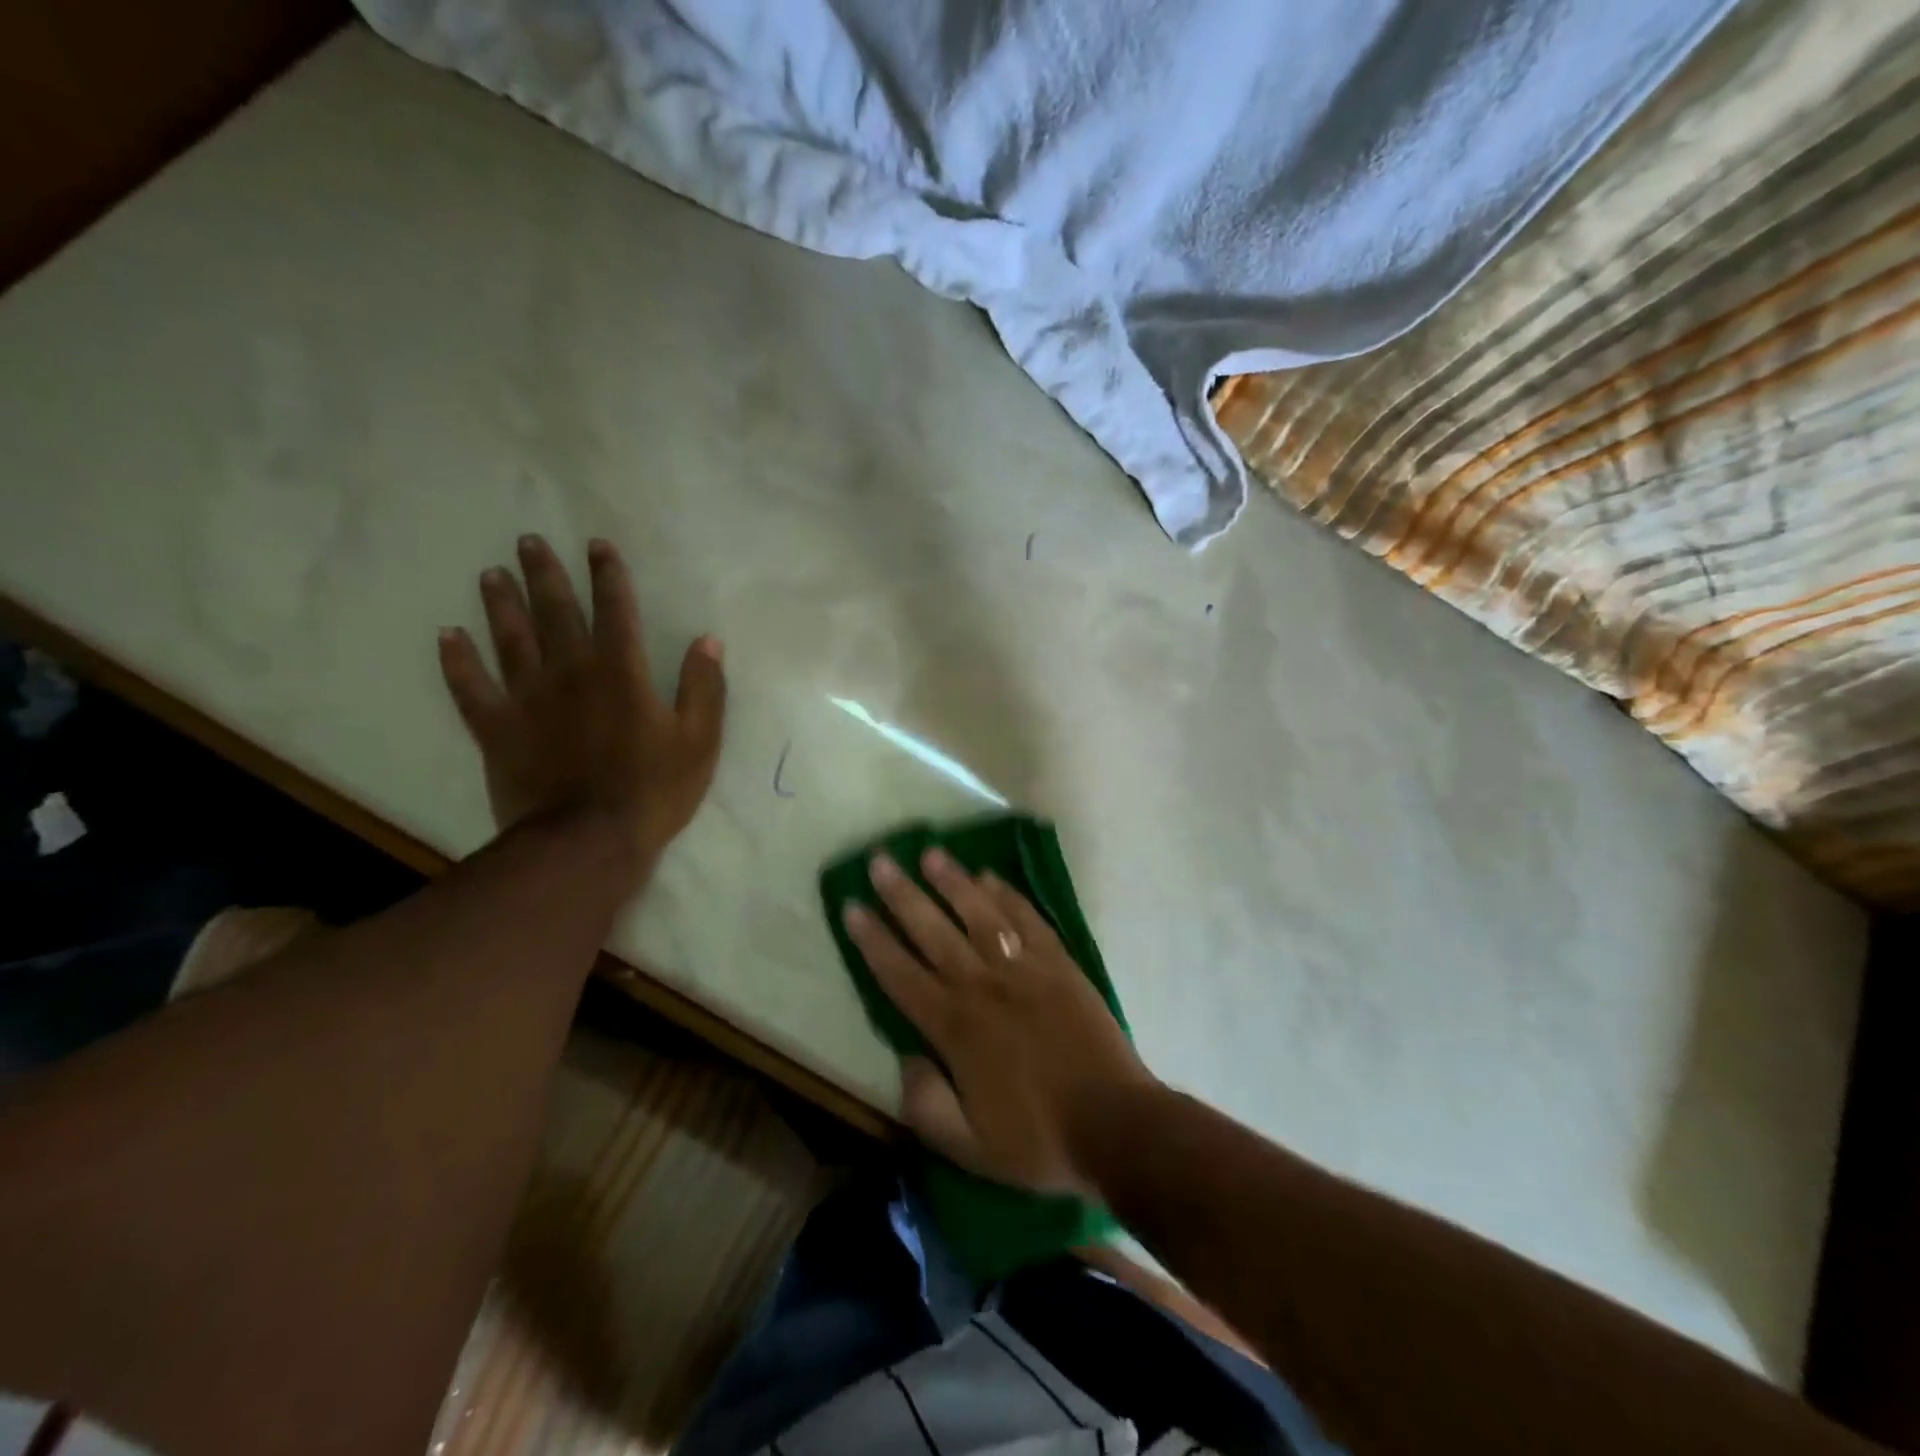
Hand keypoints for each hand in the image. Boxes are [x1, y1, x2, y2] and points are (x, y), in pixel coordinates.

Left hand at [438, 534, 725, 878]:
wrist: (586, 841)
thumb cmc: (653, 791)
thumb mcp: (699, 741)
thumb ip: (704, 687)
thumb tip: (708, 640)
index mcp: (621, 672)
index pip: (615, 610)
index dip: (607, 575)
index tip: (596, 545)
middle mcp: (570, 672)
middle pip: (555, 613)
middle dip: (545, 574)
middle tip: (528, 541)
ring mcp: (527, 699)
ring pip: (509, 639)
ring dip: (500, 604)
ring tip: (491, 574)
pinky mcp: (497, 729)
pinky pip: (470, 688)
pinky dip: (457, 661)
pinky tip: (447, 636)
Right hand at [842, 850, 1153, 1197]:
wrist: (1115, 1124)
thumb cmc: (1038, 1139)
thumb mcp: (968, 1147)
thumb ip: (925, 1104)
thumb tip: (904, 1058)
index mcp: (955, 1027)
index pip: (900, 974)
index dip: (872, 940)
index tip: (851, 906)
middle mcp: (983, 986)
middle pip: (933, 931)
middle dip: (902, 895)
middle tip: (879, 860)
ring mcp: (1024, 969)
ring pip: (979, 914)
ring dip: (952, 882)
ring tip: (930, 853)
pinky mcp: (1059, 963)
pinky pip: (1027, 919)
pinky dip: (1007, 896)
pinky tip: (990, 877)